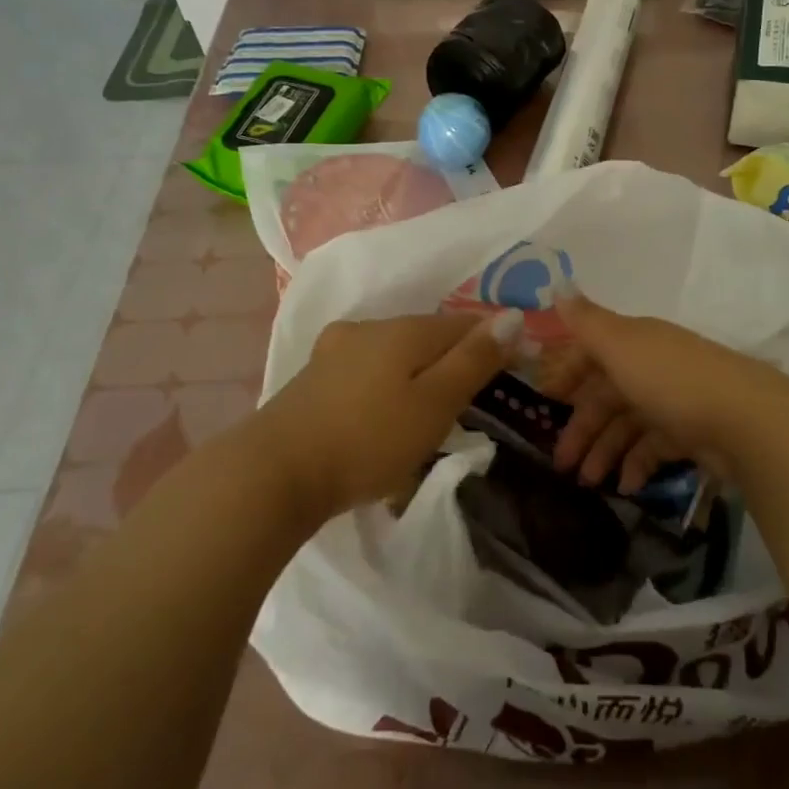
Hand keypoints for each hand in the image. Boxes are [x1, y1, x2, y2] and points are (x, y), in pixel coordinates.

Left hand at [260, 311, 520, 519]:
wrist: (274, 473)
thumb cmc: (368, 440)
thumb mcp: (434, 404)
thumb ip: (474, 360)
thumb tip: (512, 315)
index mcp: (404, 329)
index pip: (465, 323)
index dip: (494, 342)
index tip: (515, 371)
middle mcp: (369, 327)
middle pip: (428, 335)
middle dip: (455, 358)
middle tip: (476, 398)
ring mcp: (335, 350)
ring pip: (395, 352)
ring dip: (420, 372)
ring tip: (433, 409)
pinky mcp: (314, 377)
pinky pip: (369, 370)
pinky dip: (388, 385)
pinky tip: (385, 412)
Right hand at [547, 292, 788, 489]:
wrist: (745, 420)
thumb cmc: (671, 379)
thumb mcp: (620, 345)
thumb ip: (586, 321)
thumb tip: (558, 288)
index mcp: (634, 342)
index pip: (592, 352)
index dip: (567, 373)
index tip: (545, 401)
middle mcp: (651, 367)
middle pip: (606, 395)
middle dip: (581, 427)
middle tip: (560, 463)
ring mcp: (673, 402)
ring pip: (627, 426)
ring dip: (604, 452)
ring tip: (587, 483)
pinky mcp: (692, 434)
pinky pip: (655, 448)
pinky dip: (638, 466)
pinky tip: (627, 487)